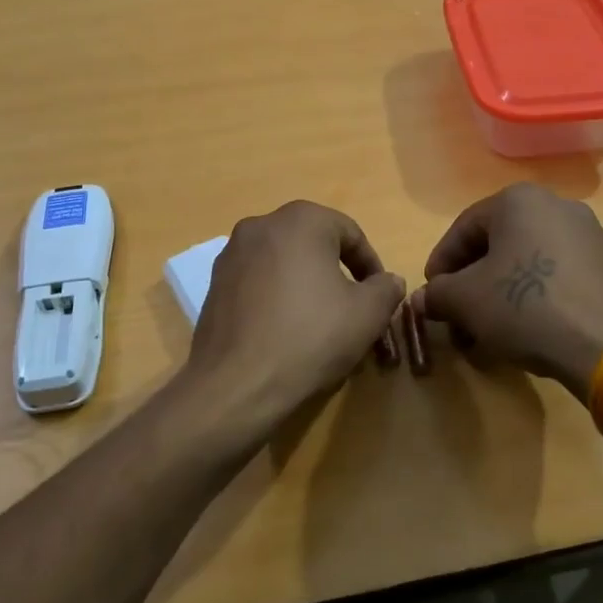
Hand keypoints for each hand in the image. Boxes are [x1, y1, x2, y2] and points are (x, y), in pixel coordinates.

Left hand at [181, 201, 404, 451]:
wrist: (238, 383)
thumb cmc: (311, 337)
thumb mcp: (367, 314)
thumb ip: (386, 289)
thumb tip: (388, 281)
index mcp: (301, 220)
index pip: (349, 233)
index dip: (370, 265)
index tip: (379, 296)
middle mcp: (261, 225)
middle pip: (313, 243)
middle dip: (336, 272)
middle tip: (351, 307)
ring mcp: (231, 253)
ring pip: (283, 262)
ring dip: (305, 283)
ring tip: (319, 321)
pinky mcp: (214, 283)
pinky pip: (257, 281)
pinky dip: (276, 296)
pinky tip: (285, 330)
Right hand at [412, 183, 602, 400]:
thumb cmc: (526, 307)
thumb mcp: (465, 301)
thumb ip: (436, 294)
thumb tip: (424, 299)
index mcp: (518, 200)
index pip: (462, 230)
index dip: (440, 266)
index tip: (430, 297)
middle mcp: (555, 205)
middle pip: (495, 246)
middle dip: (469, 285)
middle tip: (455, 317)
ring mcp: (587, 234)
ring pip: (525, 262)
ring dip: (498, 295)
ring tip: (485, 332)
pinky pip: (554, 275)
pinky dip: (531, 298)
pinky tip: (523, 330)